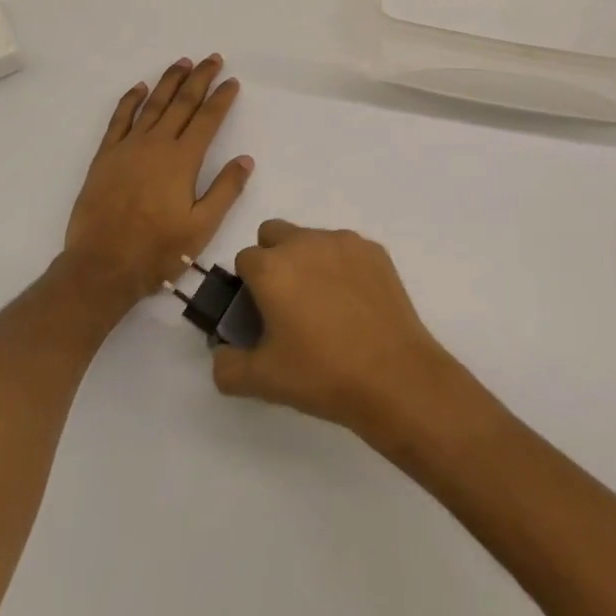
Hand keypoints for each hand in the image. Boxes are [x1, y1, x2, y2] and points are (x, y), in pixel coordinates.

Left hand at [62, 56, 252, 310]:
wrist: (101, 266)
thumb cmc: (157, 250)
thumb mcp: (201, 228)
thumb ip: (225, 190)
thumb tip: (245, 159)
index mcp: (182, 160)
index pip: (207, 119)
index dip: (221, 98)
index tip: (232, 81)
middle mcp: (156, 145)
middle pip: (182, 103)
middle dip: (199, 79)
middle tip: (212, 59)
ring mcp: (128, 148)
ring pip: (153, 105)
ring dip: (169, 81)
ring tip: (182, 62)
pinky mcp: (105, 156)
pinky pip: (119, 119)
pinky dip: (130, 100)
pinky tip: (140, 88)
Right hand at [211, 220, 456, 441]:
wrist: (393, 376)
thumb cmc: (322, 374)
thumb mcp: (263, 381)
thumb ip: (227, 366)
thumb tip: (222, 353)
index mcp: (271, 267)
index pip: (244, 260)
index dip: (247, 286)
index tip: (260, 313)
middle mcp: (304, 242)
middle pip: (274, 234)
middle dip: (272, 259)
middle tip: (287, 303)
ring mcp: (342, 242)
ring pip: (311, 238)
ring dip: (307, 260)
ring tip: (325, 306)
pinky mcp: (373, 250)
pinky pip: (345, 248)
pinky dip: (341, 267)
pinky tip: (354, 304)